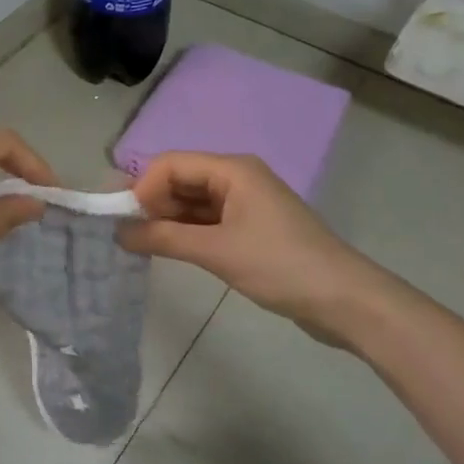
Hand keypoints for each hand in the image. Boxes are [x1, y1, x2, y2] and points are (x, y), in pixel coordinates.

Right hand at [119, 152, 374, 344]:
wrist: (344, 300)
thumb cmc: (279, 265)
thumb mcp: (216, 251)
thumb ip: (164, 238)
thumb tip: (119, 232)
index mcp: (233, 169)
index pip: (172, 164)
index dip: (143, 187)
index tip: (124, 221)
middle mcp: (238, 177)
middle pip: (182, 179)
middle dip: (152, 203)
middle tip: (128, 235)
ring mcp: (246, 203)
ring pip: (194, 201)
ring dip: (168, 219)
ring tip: (143, 246)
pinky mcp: (252, 227)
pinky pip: (209, 220)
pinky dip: (187, 232)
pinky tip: (170, 250)